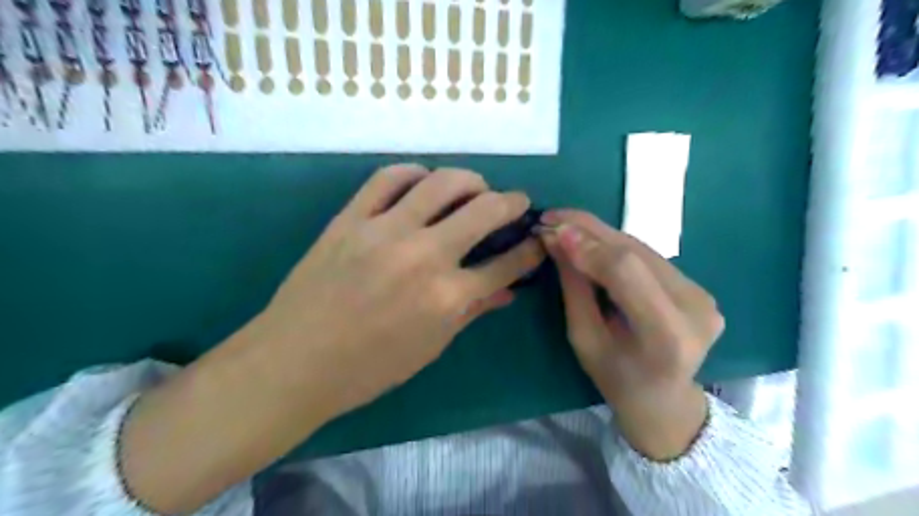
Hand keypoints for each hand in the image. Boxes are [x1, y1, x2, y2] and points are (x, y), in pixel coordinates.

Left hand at [117, 164, 539, 510]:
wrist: (295, 361)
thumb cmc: (369, 368)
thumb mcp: (431, 346)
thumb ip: (472, 311)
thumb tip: (507, 291)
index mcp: (446, 296)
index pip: (505, 265)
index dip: (528, 251)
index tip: (536, 241)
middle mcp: (423, 255)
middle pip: (483, 211)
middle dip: (511, 202)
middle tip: (517, 201)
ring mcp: (384, 230)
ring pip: (441, 183)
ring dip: (469, 179)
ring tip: (476, 187)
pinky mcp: (351, 218)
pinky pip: (388, 178)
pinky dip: (413, 173)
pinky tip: (423, 182)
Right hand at [540, 209, 725, 459]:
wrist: (664, 399)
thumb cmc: (615, 379)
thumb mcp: (584, 338)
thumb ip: (574, 287)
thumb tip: (556, 240)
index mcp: (667, 335)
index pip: (626, 272)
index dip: (587, 247)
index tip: (551, 231)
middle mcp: (695, 308)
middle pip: (635, 252)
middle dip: (588, 230)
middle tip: (551, 217)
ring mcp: (703, 294)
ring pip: (641, 248)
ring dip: (599, 233)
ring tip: (564, 224)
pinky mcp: (699, 285)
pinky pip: (648, 256)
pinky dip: (614, 245)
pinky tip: (589, 238)